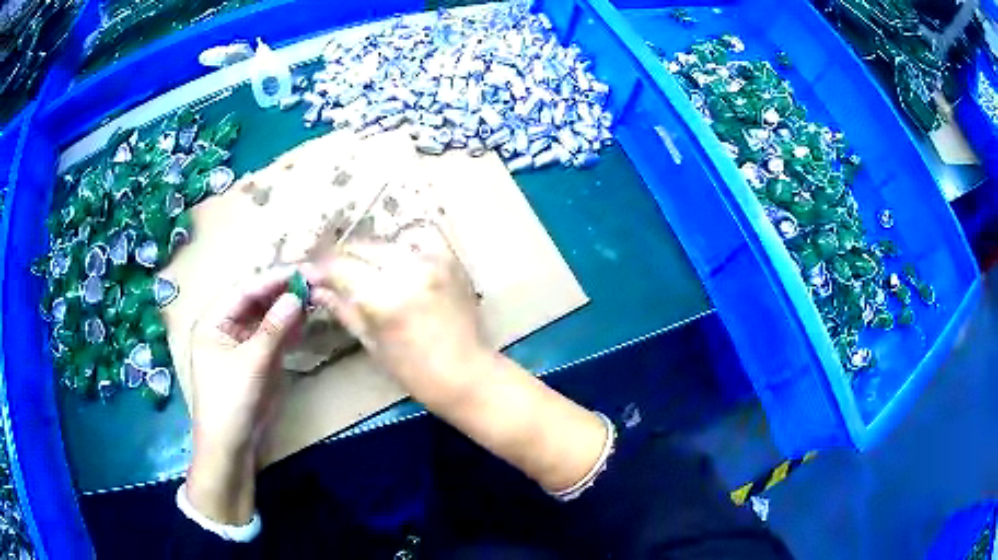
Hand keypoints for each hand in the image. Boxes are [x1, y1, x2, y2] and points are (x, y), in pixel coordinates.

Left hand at [186, 266, 304, 523]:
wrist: (231, 445)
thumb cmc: (231, 400)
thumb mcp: (252, 362)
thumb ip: (274, 327)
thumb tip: (297, 295)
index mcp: (213, 320)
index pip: (244, 290)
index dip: (273, 279)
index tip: (302, 270)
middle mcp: (224, 326)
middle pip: (255, 300)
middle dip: (281, 291)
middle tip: (312, 281)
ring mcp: (239, 342)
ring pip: (264, 317)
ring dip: (286, 308)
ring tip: (312, 296)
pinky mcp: (253, 359)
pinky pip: (270, 336)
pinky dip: (286, 328)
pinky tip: (303, 320)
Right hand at [305, 225, 607, 492]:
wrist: (467, 373)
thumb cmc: (415, 372)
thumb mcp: (371, 343)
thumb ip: (343, 309)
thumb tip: (316, 289)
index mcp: (385, 298)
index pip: (340, 267)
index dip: (320, 268)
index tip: (309, 273)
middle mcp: (408, 270)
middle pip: (361, 247)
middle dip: (340, 257)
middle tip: (329, 270)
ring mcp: (432, 261)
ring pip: (384, 242)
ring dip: (366, 253)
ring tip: (358, 270)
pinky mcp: (449, 259)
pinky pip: (413, 242)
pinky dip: (396, 250)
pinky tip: (392, 266)